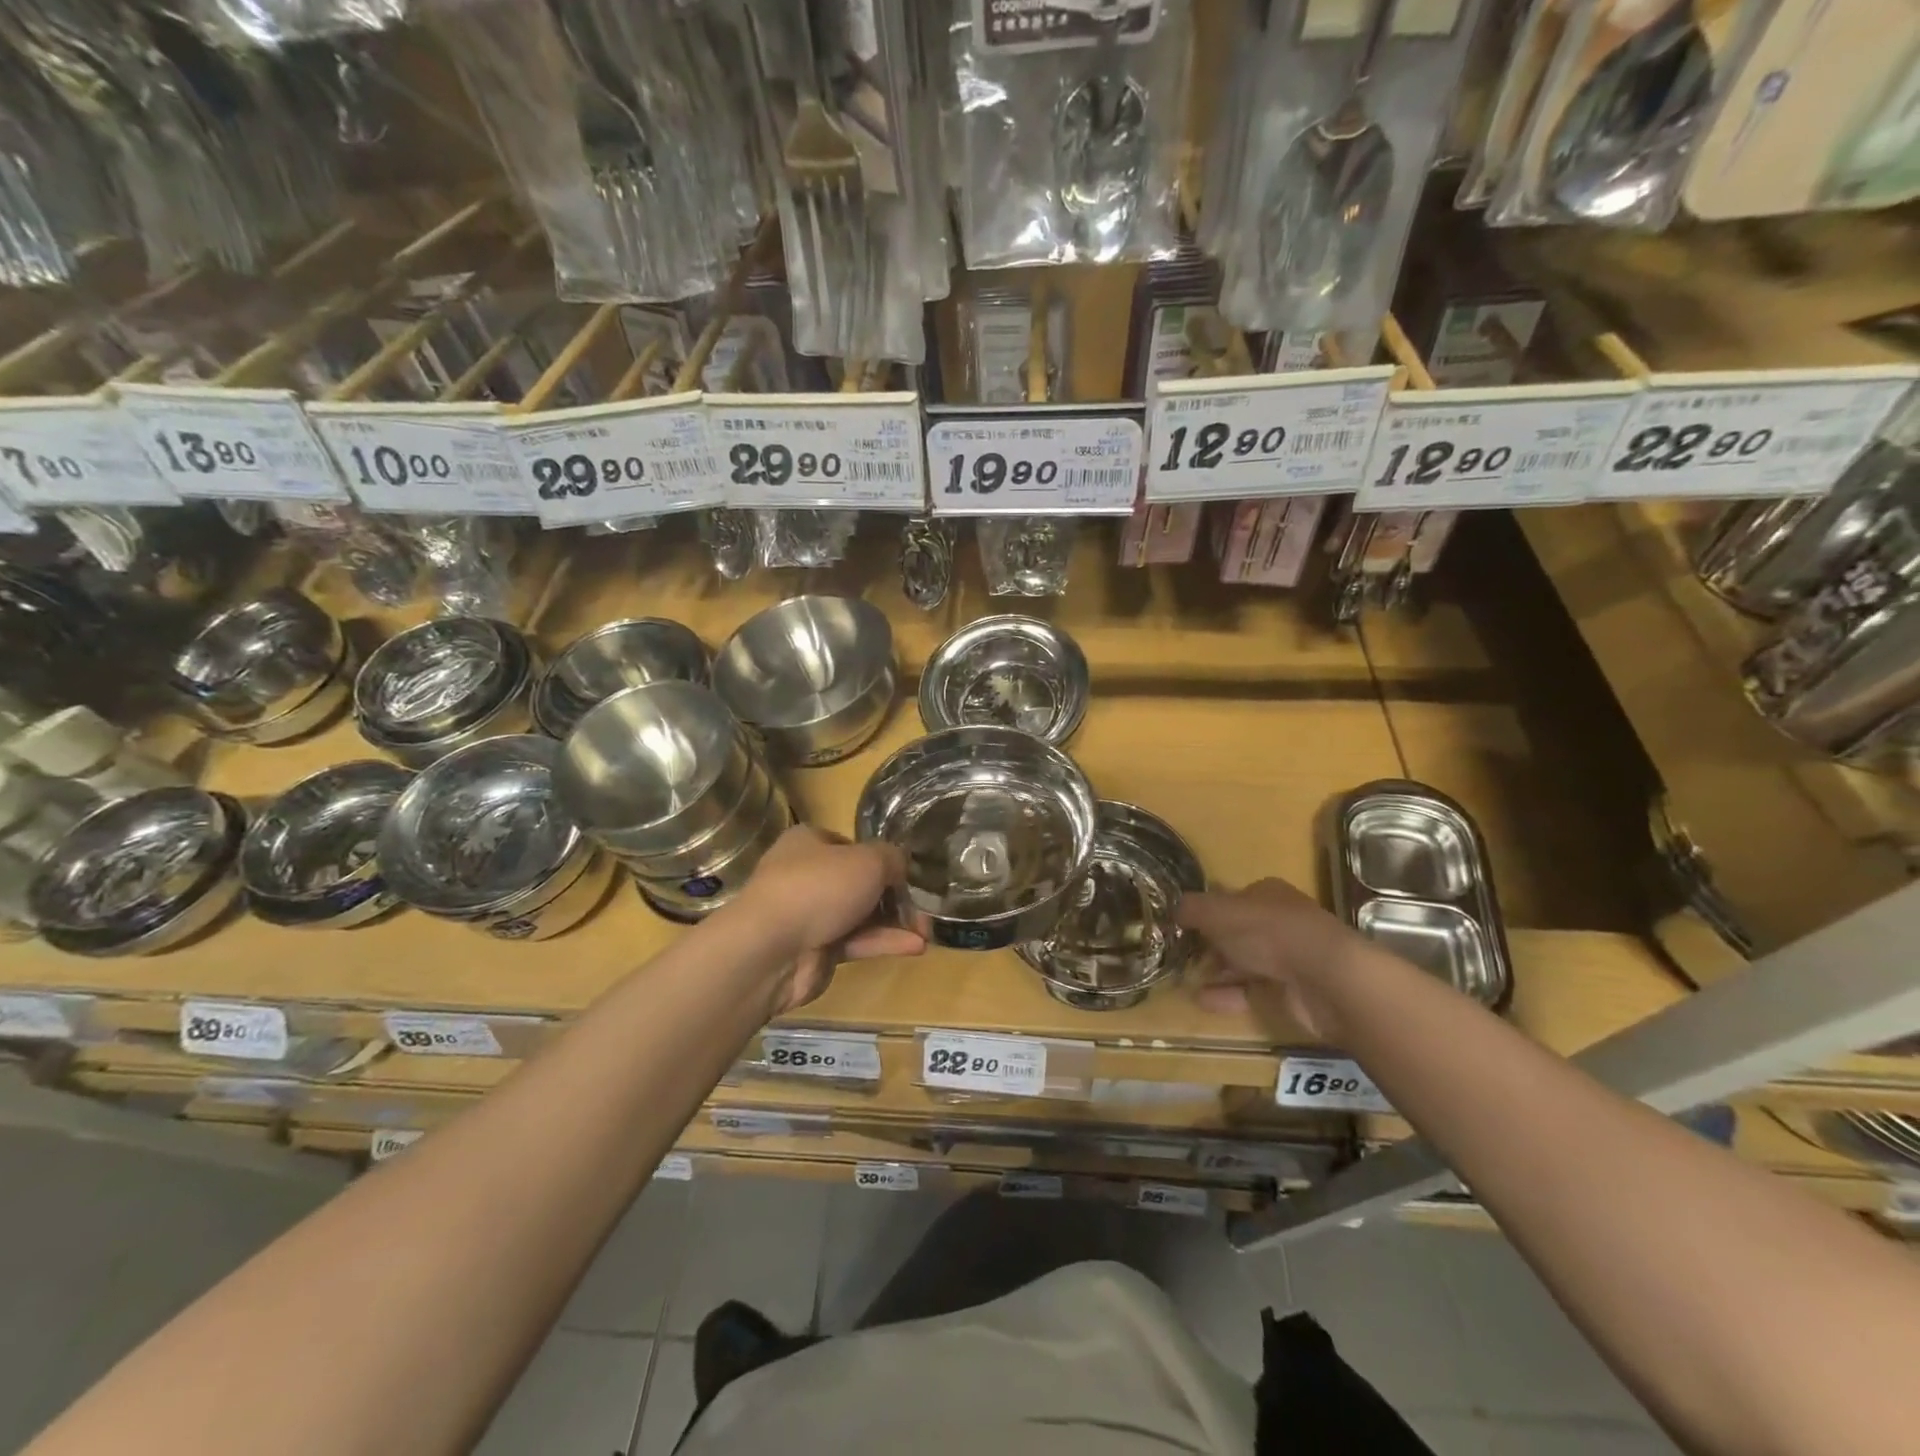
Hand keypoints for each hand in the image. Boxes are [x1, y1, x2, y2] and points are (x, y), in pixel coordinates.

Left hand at [736, 826, 924, 1011]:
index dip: (880, 858)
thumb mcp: (869, 860)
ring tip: (927, 931)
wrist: (771, 949)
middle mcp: (806, 875)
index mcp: (809, 843)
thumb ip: (893, 859)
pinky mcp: (816, 950)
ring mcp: (809, 915)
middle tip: (923, 907)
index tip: (906, 873)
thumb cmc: (820, 887)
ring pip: (860, 915)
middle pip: (857, 882)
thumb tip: (901, 867)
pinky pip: (856, 942)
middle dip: (893, 896)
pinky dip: (884, 942)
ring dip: (894, 922)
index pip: (850, 845)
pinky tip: (916, 946)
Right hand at [1176, 877, 1369, 1039]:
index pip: (1231, 898)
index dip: (1206, 910)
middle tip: (1179, 955)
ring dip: (1216, 971)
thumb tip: (1173, 910)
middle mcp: (1279, 921)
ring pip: (1244, 961)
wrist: (1325, 979)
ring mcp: (1288, 957)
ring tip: (1184, 980)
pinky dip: (1228, 995)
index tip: (1181, 925)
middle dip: (1209, 944)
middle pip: (1237, 931)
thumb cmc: (1268, 932)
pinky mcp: (1291, 990)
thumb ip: (1192, 909)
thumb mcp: (1218, 912)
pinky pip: (1252, 990)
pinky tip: (1202, 1000)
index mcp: (1267, 894)